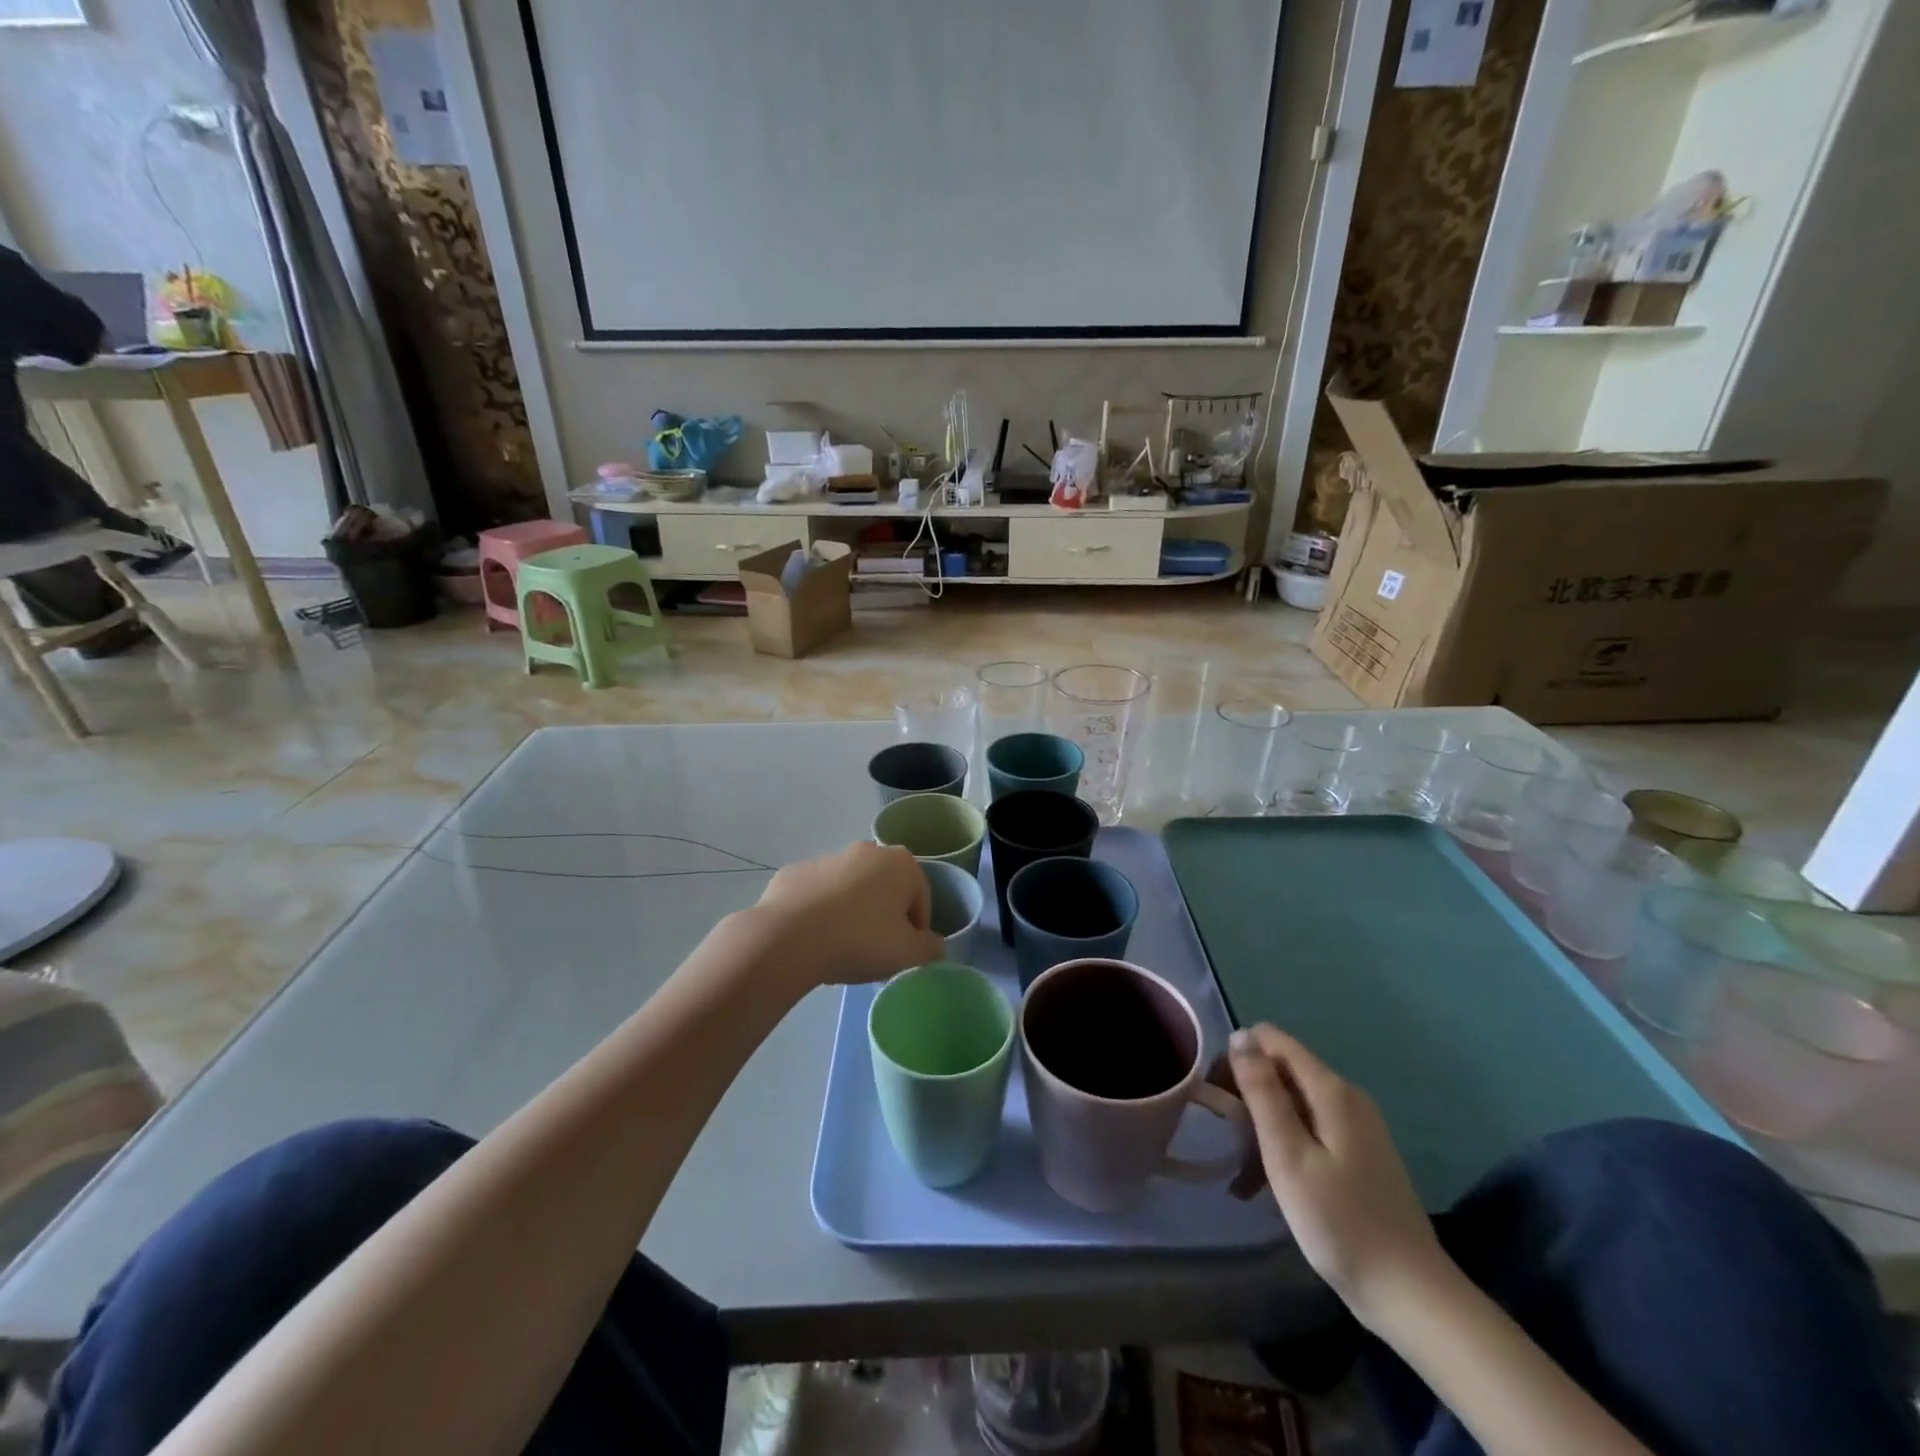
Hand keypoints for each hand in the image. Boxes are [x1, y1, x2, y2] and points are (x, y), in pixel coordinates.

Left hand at [750, 842, 946, 988]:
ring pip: (850, 890)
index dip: (917, 930)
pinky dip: (819, 913)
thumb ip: (931, 950)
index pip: (921, 898)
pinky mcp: (794, 872)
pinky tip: (812, 940)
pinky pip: (816, 896)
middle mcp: (866, 850)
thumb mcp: (908, 955)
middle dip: (884, 917)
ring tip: (840, 949)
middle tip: (874, 952)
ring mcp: (827, 858)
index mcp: (901, 863)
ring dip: (851, 913)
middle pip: (885, 889)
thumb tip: (934, 946)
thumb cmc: (860, 940)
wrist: (788, 938)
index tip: (903, 955)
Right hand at [1226, 1024, 1447, 1327]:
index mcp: (1331, 1090)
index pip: (1271, 1040)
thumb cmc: (1340, 1223)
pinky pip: (1309, 1131)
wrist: (1411, 1296)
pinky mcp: (1359, 1155)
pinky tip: (1264, 1187)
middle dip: (1247, 1096)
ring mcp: (1357, 1127)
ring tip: (1239, 1175)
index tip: (1217, 1096)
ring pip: (1292, 1104)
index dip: (1237, 1058)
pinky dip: (1283, 1148)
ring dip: (1261, 1128)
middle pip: (1282, 1071)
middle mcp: (1347, 1096)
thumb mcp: (1288, 1155)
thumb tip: (1240, 1034)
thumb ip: (1262, 1091)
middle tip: (1226, 1139)